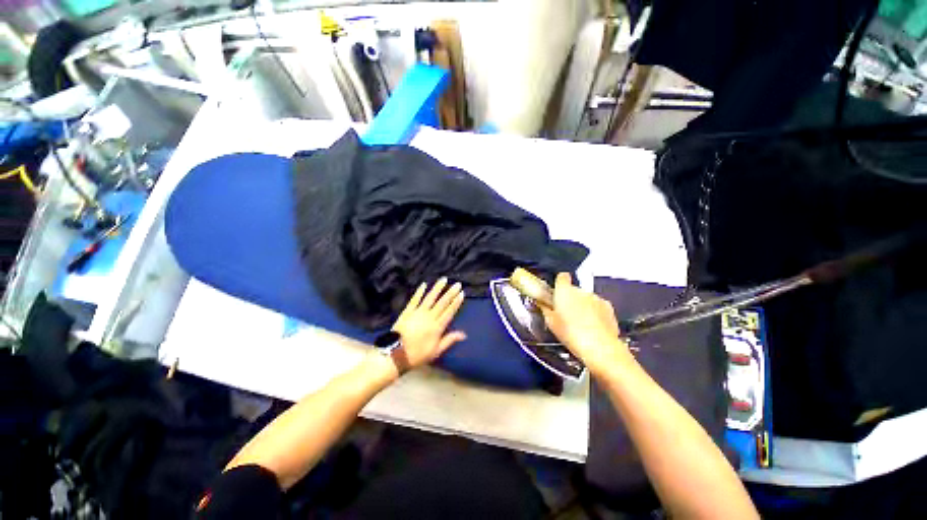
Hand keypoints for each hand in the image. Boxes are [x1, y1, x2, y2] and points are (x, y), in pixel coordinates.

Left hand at [391, 278, 466, 369]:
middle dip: (450, 293)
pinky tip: (424, 284)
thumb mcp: (436, 351)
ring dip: (437, 288)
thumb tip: (464, 334)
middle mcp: (429, 317)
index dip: (456, 302)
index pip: (449, 312)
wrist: (395, 354)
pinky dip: (419, 291)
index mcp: (437, 327)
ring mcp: (418, 312)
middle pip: (442, 303)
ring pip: (430, 298)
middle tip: (457, 284)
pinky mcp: (407, 311)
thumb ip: (449, 340)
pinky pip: (415, 299)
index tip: (462, 293)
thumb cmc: (417, 355)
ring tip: (444, 279)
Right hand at [541, 273, 632, 375]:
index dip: (559, 283)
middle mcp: (581, 291)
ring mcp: (596, 298)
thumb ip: (545, 308)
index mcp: (564, 291)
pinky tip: (590, 327)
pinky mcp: (608, 308)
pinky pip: (597, 306)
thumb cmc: (573, 334)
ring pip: (585, 298)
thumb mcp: (550, 322)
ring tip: (577, 324)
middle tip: (564, 314)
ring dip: (582, 306)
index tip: (555, 291)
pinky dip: (594, 313)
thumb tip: (542, 304)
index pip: (561, 277)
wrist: (599, 347)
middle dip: (569, 299)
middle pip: (573, 290)